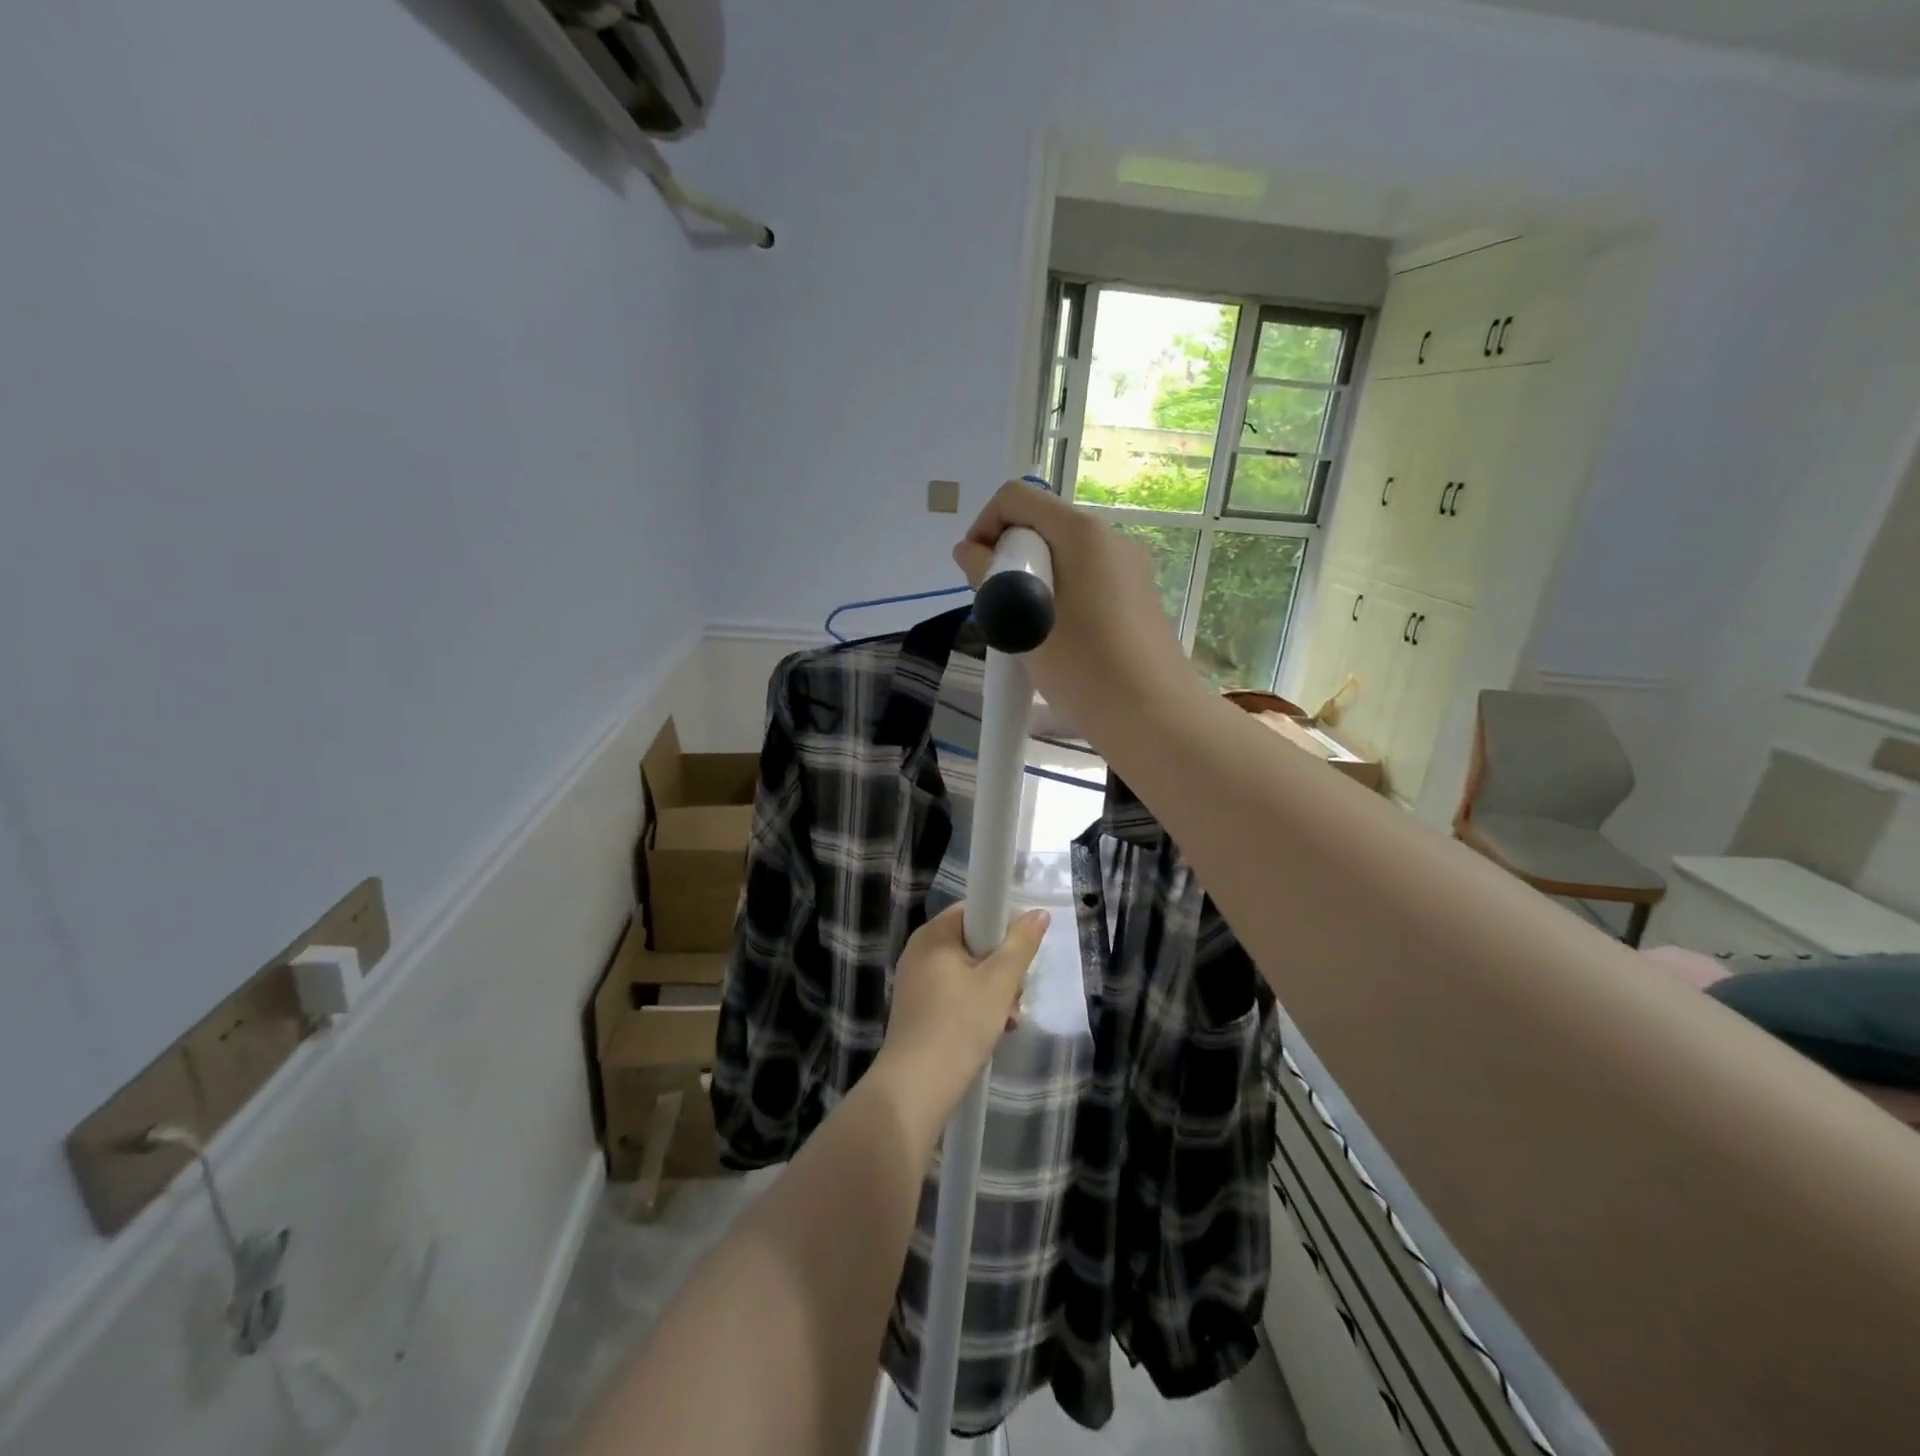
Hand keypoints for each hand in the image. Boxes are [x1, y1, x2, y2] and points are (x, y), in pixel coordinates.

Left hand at [872, 903, 1048, 1131]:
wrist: (916, 1087)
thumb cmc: (959, 1025)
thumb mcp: (999, 982)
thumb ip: (1020, 944)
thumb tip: (1039, 912)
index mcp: (933, 935)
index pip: (974, 910)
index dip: (1002, 926)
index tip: (1019, 954)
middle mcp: (920, 951)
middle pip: (974, 943)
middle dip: (1002, 967)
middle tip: (1014, 994)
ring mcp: (916, 982)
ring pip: (968, 972)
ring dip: (994, 992)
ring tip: (1007, 1020)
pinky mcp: (919, 1009)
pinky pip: (956, 994)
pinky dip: (976, 1007)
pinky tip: (994, 1031)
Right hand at [952, 482, 1207, 754]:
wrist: (1153, 718)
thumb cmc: (1083, 666)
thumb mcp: (1022, 621)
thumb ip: (989, 577)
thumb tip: (970, 551)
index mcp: (1082, 532)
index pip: (1016, 498)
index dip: (984, 527)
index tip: (976, 576)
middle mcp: (1111, 538)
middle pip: (1040, 526)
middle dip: (1009, 559)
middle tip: (1001, 611)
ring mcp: (1129, 568)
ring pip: (1062, 557)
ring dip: (1032, 583)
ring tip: (1027, 633)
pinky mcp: (1138, 597)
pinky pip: (1085, 581)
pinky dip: (1059, 598)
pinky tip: (1059, 643)